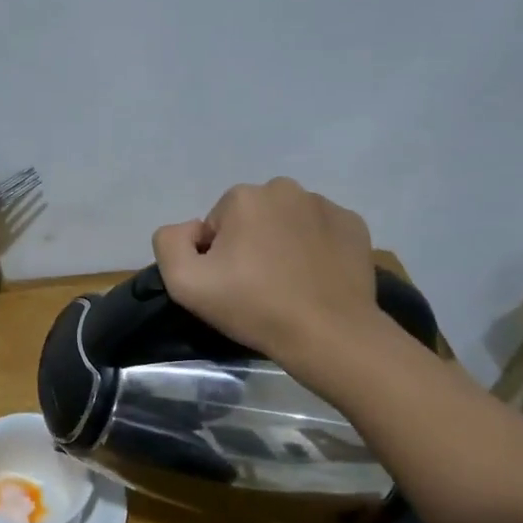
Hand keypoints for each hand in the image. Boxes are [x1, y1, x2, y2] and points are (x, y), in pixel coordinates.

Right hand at [152, 178, 379, 359]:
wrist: (328, 333)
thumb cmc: (254, 307)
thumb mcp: (184, 283)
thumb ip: (169, 243)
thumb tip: (191, 229)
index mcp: (243, 197)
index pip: (216, 225)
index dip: (217, 256)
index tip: (230, 285)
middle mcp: (285, 189)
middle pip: (252, 218)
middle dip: (250, 244)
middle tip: (257, 286)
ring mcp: (325, 205)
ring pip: (287, 222)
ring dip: (282, 244)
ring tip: (288, 284)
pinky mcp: (353, 224)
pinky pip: (321, 231)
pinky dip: (315, 249)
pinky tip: (314, 279)